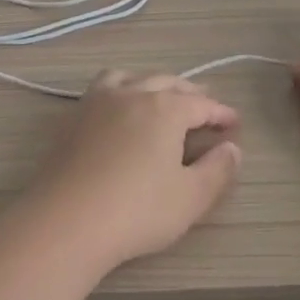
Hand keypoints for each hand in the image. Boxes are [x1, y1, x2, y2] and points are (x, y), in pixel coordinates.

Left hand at [21, 71, 242, 270]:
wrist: (66, 221)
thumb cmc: (137, 210)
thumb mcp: (191, 197)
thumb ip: (217, 170)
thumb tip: (232, 148)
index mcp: (164, 109)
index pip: (200, 104)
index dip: (220, 113)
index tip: (234, 123)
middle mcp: (130, 95)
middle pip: (165, 83)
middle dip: (189, 93)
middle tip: (203, 106)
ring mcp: (96, 103)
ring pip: (128, 78)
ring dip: (150, 83)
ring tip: (159, 98)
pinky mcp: (71, 120)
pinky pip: (101, 91)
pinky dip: (120, 91)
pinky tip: (119, 113)